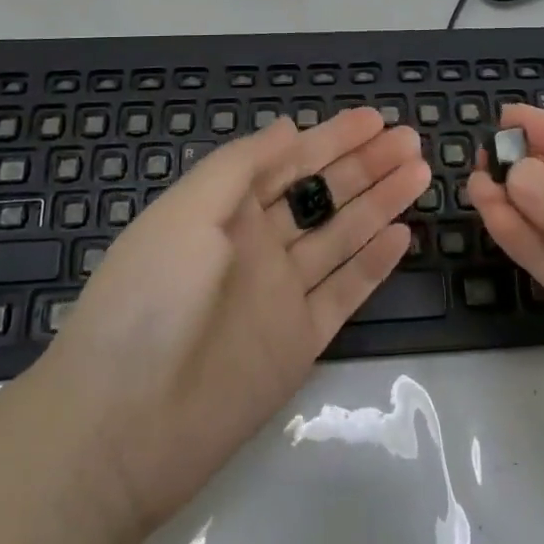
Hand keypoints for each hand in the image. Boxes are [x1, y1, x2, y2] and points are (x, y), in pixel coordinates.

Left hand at [39, 106, 429, 533]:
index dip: (333, 138)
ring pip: (343, 236)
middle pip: (323, 195)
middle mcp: (258, 245)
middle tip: (411, 140)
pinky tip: (403, 235)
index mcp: (227, 210)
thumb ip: (241, 166)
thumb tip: (289, 128)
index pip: (290, 162)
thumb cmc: (149, 297)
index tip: (375, 118)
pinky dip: (374, 264)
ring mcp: (281, 294)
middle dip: (366, 165)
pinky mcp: (298, 342)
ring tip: (420, 173)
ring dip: (380, 203)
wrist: (122, 425)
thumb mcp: (186, 211)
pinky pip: (344, 293)